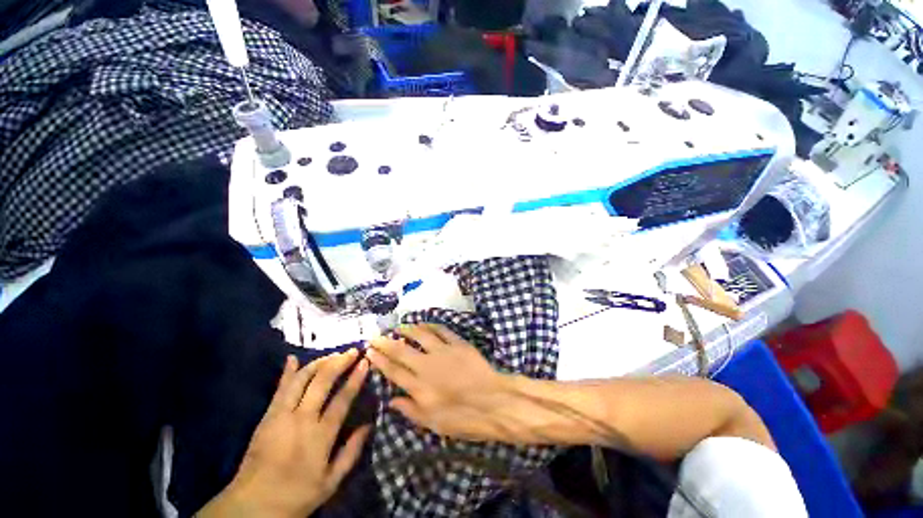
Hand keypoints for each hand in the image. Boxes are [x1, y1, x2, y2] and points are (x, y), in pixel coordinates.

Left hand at [199, 350, 370, 517]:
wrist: (252, 506)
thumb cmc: (296, 495)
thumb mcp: (331, 482)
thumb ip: (351, 452)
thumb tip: (369, 424)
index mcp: (320, 436)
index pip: (342, 398)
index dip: (355, 377)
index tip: (365, 361)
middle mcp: (302, 419)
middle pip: (323, 381)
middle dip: (340, 362)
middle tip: (353, 351)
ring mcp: (281, 415)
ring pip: (302, 379)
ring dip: (319, 363)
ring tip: (333, 355)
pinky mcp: (267, 416)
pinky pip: (279, 389)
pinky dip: (287, 372)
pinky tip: (293, 358)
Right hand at [367, 324, 518, 441]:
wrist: (494, 402)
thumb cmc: (464, 418)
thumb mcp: (434, 424)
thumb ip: (411, 410)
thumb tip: (391, 401)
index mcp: (419, 387)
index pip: (393, 371)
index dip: (379, 360)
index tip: (370, 351)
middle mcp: (427, 366)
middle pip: (401, 350)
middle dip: (386, 342)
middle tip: (375, 335)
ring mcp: (443, 351)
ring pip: (420, 335)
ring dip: (407, 329)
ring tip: (399, 326)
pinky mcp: (458, 343)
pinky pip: (441, 330)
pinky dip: (431, 325)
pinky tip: (424, 323)